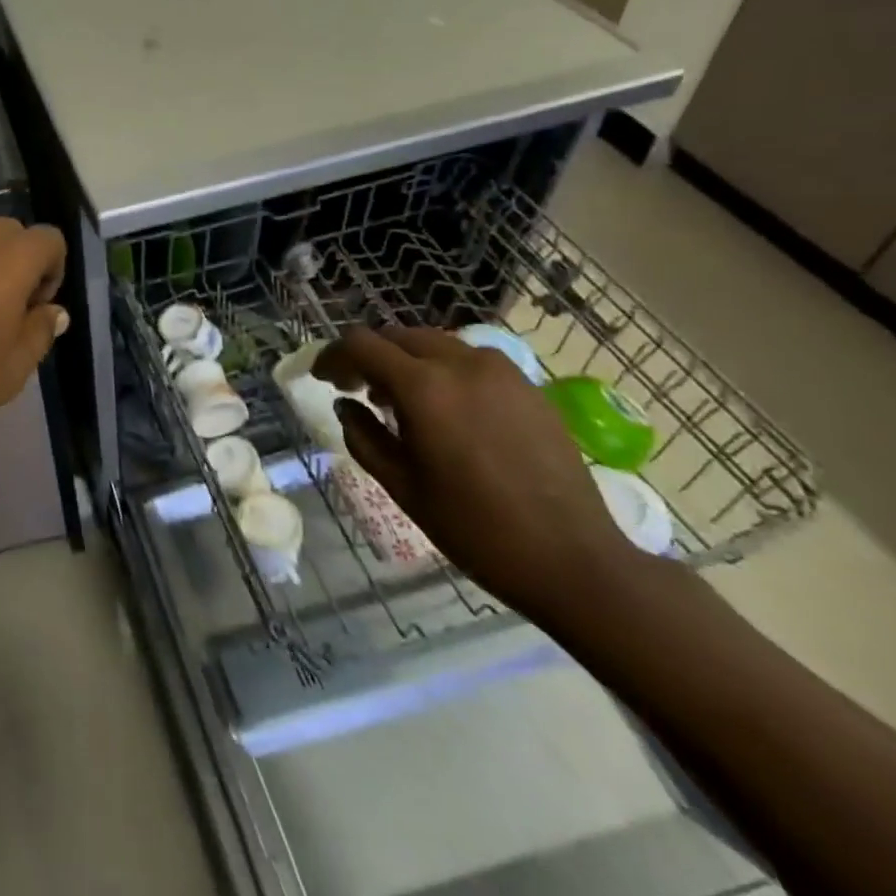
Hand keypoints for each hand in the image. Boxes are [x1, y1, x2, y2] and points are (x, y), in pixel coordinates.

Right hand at [317, 326, 640, 617]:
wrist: (573, 559)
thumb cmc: (474, 527)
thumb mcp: (401, 485)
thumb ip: (363, 436)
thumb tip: (346, 406)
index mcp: (423, 387)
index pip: (362, 345)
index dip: (334, 356)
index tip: (322, 378)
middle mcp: (461, 364)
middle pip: (398, 336)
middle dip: (369, 355)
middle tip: (354, 388)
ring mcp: (501, 372)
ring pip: (435, 343)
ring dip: (406, 360)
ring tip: (398, 399)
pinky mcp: (528, 387)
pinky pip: (470, 360)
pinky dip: (443, 370)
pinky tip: (444, 409)